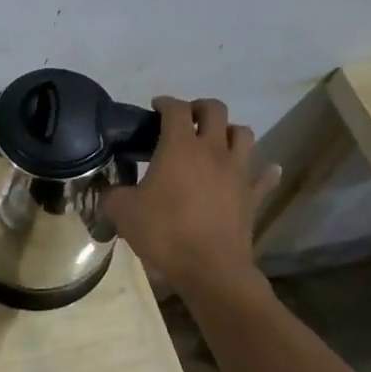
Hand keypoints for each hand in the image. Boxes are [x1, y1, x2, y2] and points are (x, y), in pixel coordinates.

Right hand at [101, 96, 278, 296]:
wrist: (210, 268)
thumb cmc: (164, 232)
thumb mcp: (122, 211)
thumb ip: (111, 194)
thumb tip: (106, 189)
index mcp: (180, 147)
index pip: (176, 109)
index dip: (165, 103)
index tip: (155, 108)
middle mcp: (213, 150)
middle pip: (215, 110)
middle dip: (200, 107)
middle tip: (186, 119)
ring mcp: (238, 171)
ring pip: (243, 134)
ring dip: (229, 131)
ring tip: (215, 141)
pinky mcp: (253, 195)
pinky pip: (264, 176)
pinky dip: (264, 170)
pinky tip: (264, 169)